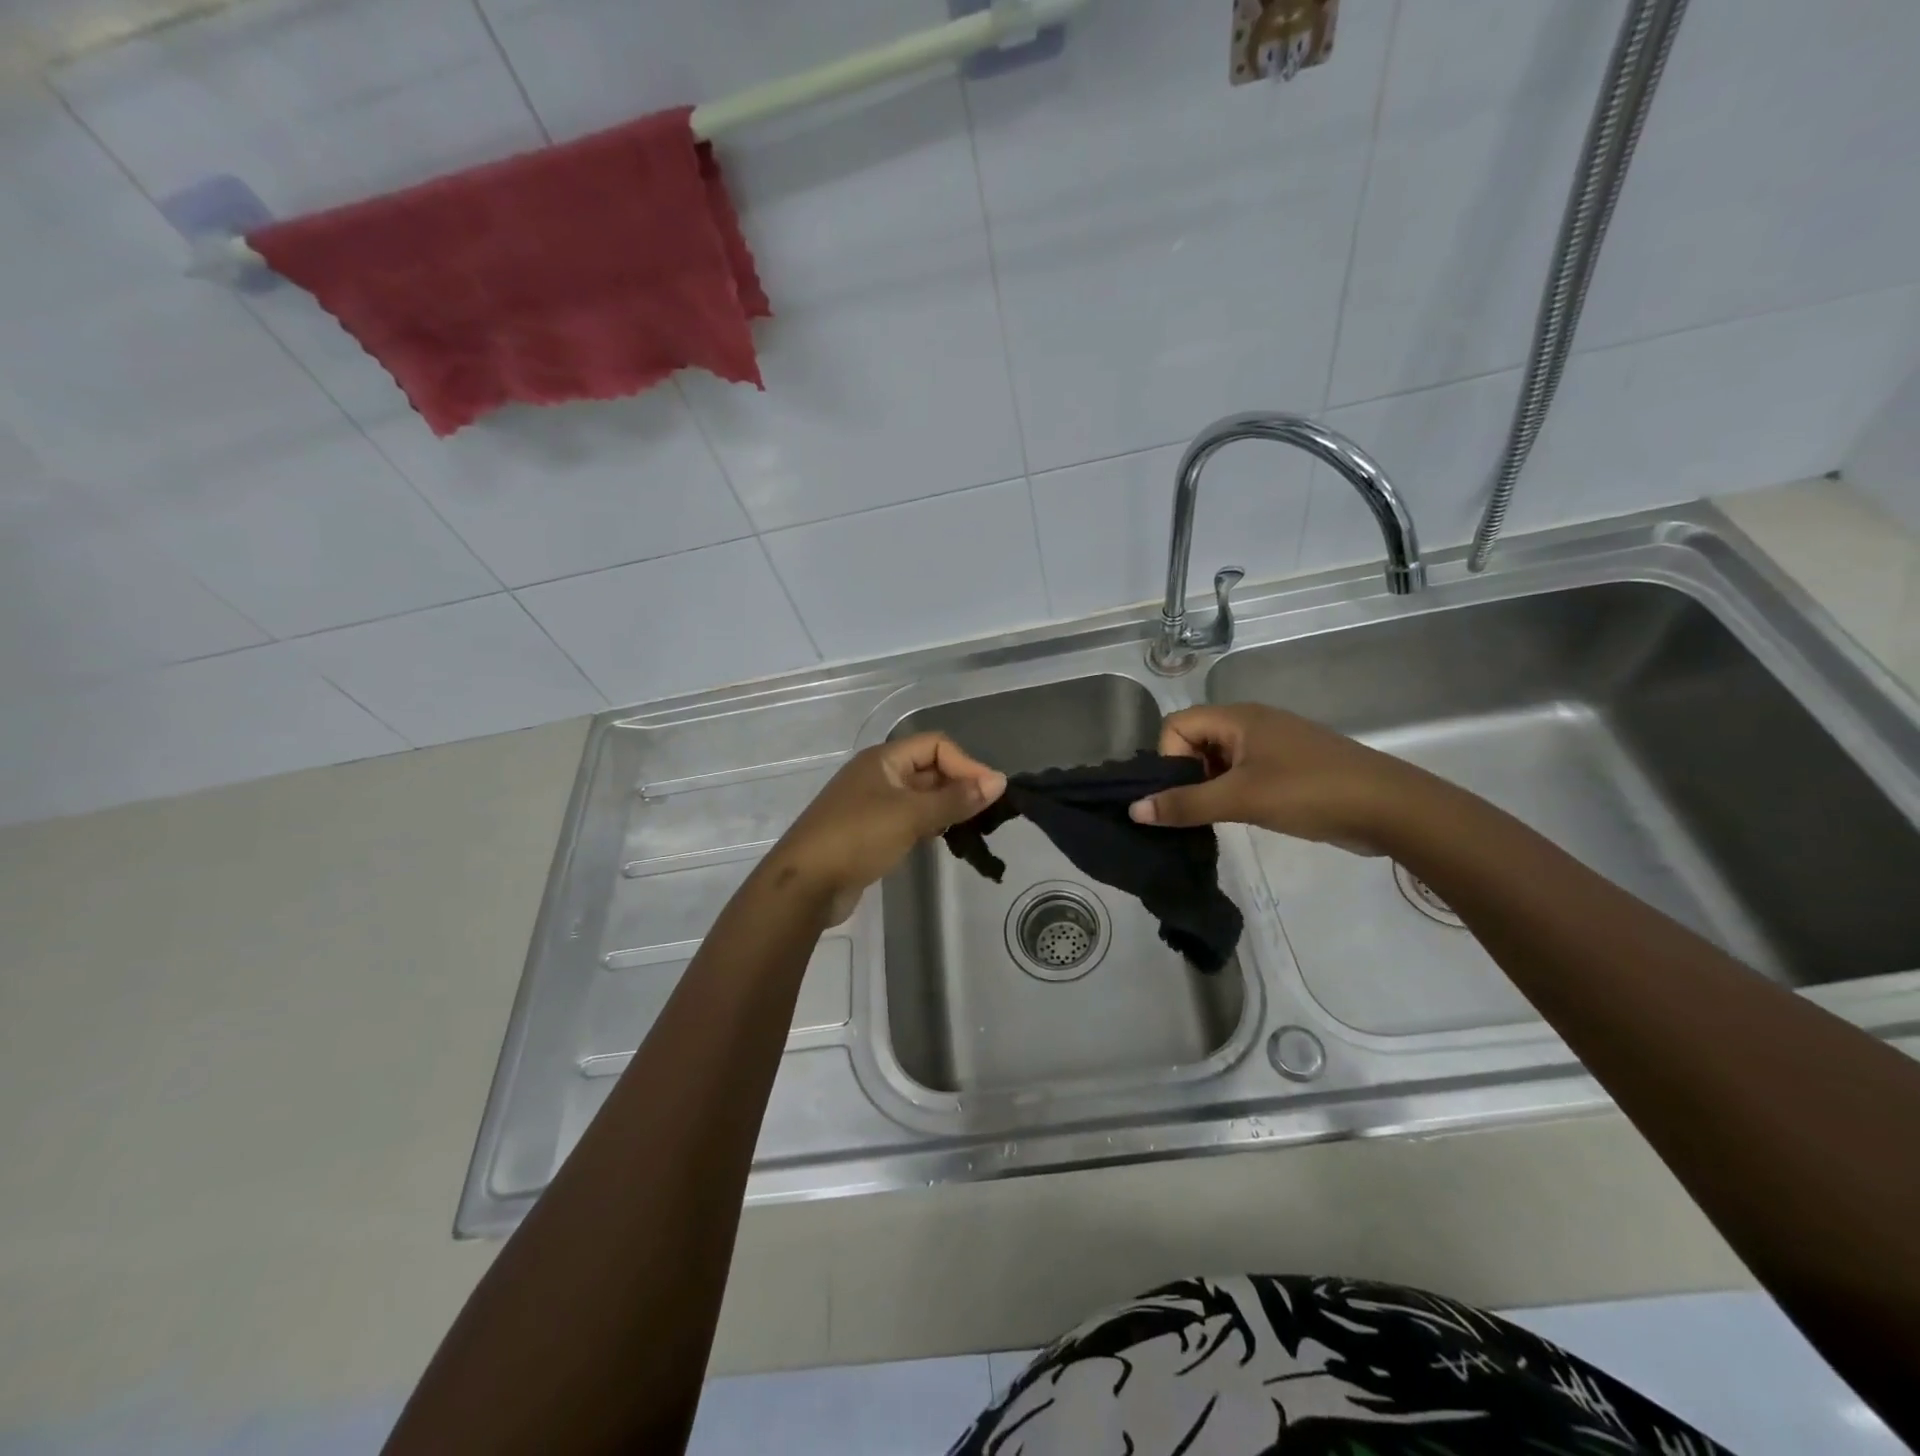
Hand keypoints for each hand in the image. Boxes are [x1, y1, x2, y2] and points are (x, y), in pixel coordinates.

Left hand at [765, 733, 1005, 924]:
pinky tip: (943, 838)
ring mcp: (872, 804)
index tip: (990, 793)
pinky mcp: (870, 831)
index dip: (965, 764)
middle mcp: (878, 775)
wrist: (805, 883)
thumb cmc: (858, 838)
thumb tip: (998, 781)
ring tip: (971, 827)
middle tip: (987, 813)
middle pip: (929, 768)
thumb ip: (956, 799)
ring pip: (920, 795)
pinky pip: (909, 818)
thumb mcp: (911, 815)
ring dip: (946, 806)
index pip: (936, 745)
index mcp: (884, 759)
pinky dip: (929, 823)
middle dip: (959, 785)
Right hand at [1128, 702, 1426, 854]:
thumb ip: (1185, 804)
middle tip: (1198, 809)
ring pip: (1218, 759)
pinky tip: (1242, 816)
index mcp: (1238, 718)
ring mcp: (1272, 744)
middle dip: (1186, 775)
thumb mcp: (1240, 799)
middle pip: (1194, 740)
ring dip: (1209, 786)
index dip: (1169, 759)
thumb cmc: (1309, 792)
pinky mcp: (1287, 766)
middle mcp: (1251, 723)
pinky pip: (1242, 772)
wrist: (1389, 807)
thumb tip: (1134, 810)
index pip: (1176, 725)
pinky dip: (1231, 791)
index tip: (1185, 792)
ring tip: (1219, 817)